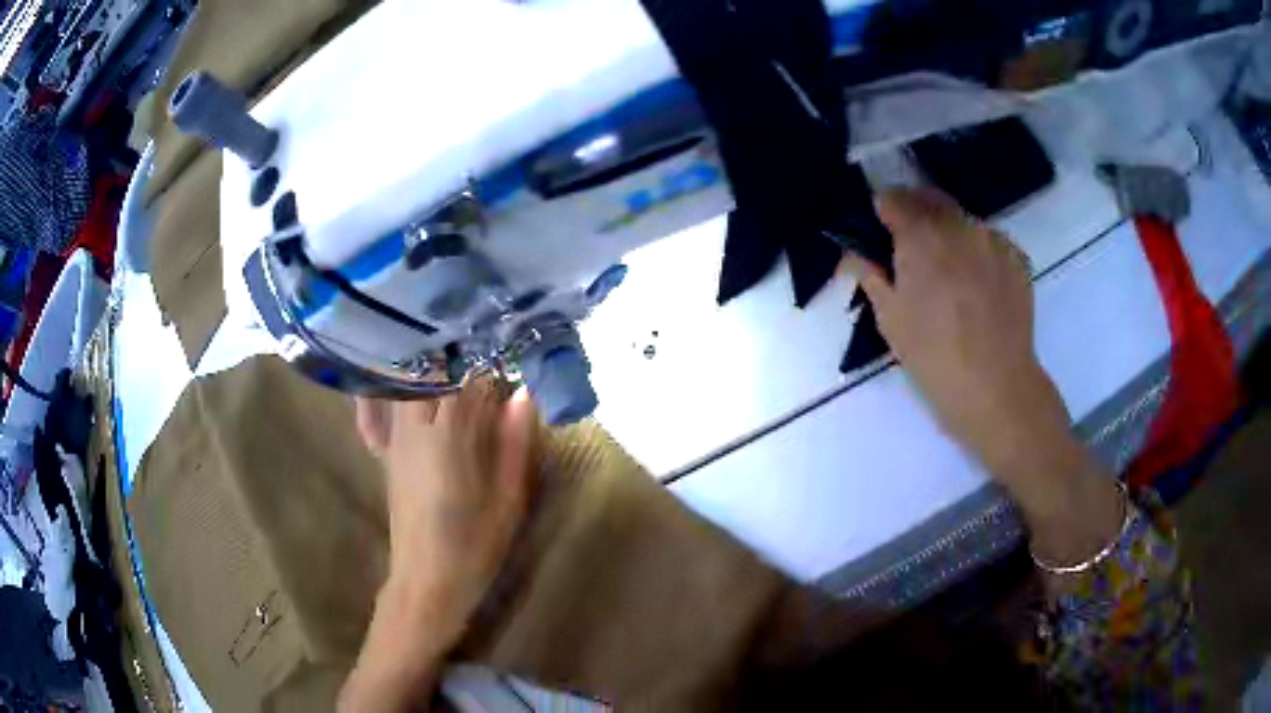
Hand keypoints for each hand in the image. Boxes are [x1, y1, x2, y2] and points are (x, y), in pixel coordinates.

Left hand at [341, 380, 536, 711]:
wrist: (426, 581)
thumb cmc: (473, 546)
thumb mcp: (508, 499)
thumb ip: (514, 443)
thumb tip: (525, 395)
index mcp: (448, 437)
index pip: (466, 376)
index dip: (490, 360)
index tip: (512, 354)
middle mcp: (414, 428)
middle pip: (430, 370)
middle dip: (457, 356)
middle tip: (484, 352)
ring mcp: (395, 439)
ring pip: (406, 383)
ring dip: (429, 367)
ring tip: (454, 360)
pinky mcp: (387, 454)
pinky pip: (380, 408)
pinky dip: (387, 388)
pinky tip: (396, 378)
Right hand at [842, 188, 1061, 474]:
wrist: (996, 386)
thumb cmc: (934, 356)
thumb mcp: (889, 319)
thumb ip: (870, 275)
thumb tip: (853, 254)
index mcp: (921, 236)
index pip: (893, 198)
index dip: (882, 210)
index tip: (880, 230)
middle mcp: (959, 225)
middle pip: (930, 199)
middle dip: (916, 213)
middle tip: (910, 246)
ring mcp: (993, 240)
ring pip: (962, 220)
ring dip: (949, 232)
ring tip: (949, 271)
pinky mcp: (1017, 259)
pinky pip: (989, 241)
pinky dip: (977, 251)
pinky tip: (977, 285)